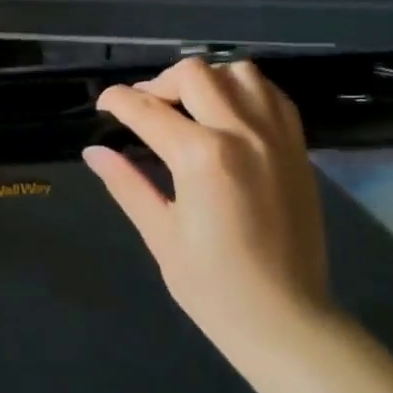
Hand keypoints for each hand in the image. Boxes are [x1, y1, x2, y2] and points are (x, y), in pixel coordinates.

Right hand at [83, 57, 330, 359]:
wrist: (286, 320)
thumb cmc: (213, 287)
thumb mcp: (161, 235)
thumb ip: (127, 184)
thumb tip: (94, 152)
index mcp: (201, 157)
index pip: (147, 109)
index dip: (117, 101)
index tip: (103, 106)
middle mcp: (241, 133)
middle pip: (193, 74)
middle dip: (159, 84)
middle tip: (145, 111)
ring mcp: (275, 137)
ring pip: (238, 72)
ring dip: (206, 80)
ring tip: (190, 107)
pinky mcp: (298, 148)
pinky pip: (272, 95)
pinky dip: (244, 91)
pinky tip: (228, 115)